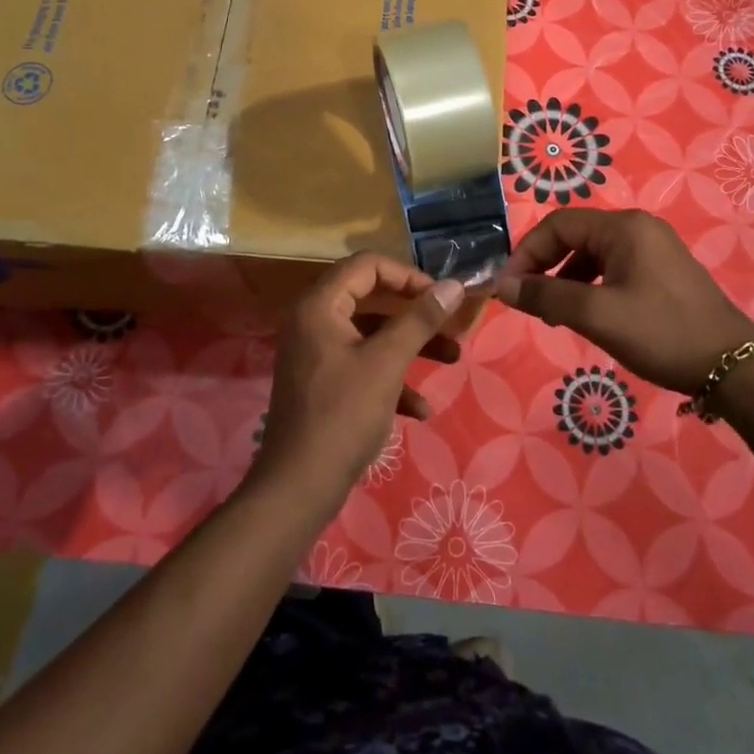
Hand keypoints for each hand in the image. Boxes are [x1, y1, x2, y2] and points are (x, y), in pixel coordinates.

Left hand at [257, 253, 465, 507]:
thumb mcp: (387, 363)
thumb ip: (420, 320)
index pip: (368, 265)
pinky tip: (421, 409)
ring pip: (372, 335)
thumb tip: (454, 286)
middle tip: (451, 323)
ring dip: (411, 346)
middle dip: (416, 313)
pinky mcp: (323, 382)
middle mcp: (313, 321)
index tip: (441, 296)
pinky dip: (392, 379)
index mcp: (319, 306)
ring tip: (452, 359)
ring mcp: (317, 353)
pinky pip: (362, 365)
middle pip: (372, 299)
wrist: (299, 487)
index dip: (408, 275)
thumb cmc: (343, 415)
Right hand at [495, 208, 753, 392]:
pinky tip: (585, 314)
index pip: (557, 225)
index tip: (509, 288)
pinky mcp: (663, 272)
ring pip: (593, 255)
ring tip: (552, 314)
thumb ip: (546, 296)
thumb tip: (503, 287)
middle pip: (574, 236)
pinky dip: (590, 286)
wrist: (733, 366)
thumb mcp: (597, 315)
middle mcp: (639, 228)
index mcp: (623, 227)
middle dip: (544, 266)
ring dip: (565, 279)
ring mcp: (655, 249)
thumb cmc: (661, 333)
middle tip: (527, 301)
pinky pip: (614, 269)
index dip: (526, 253)